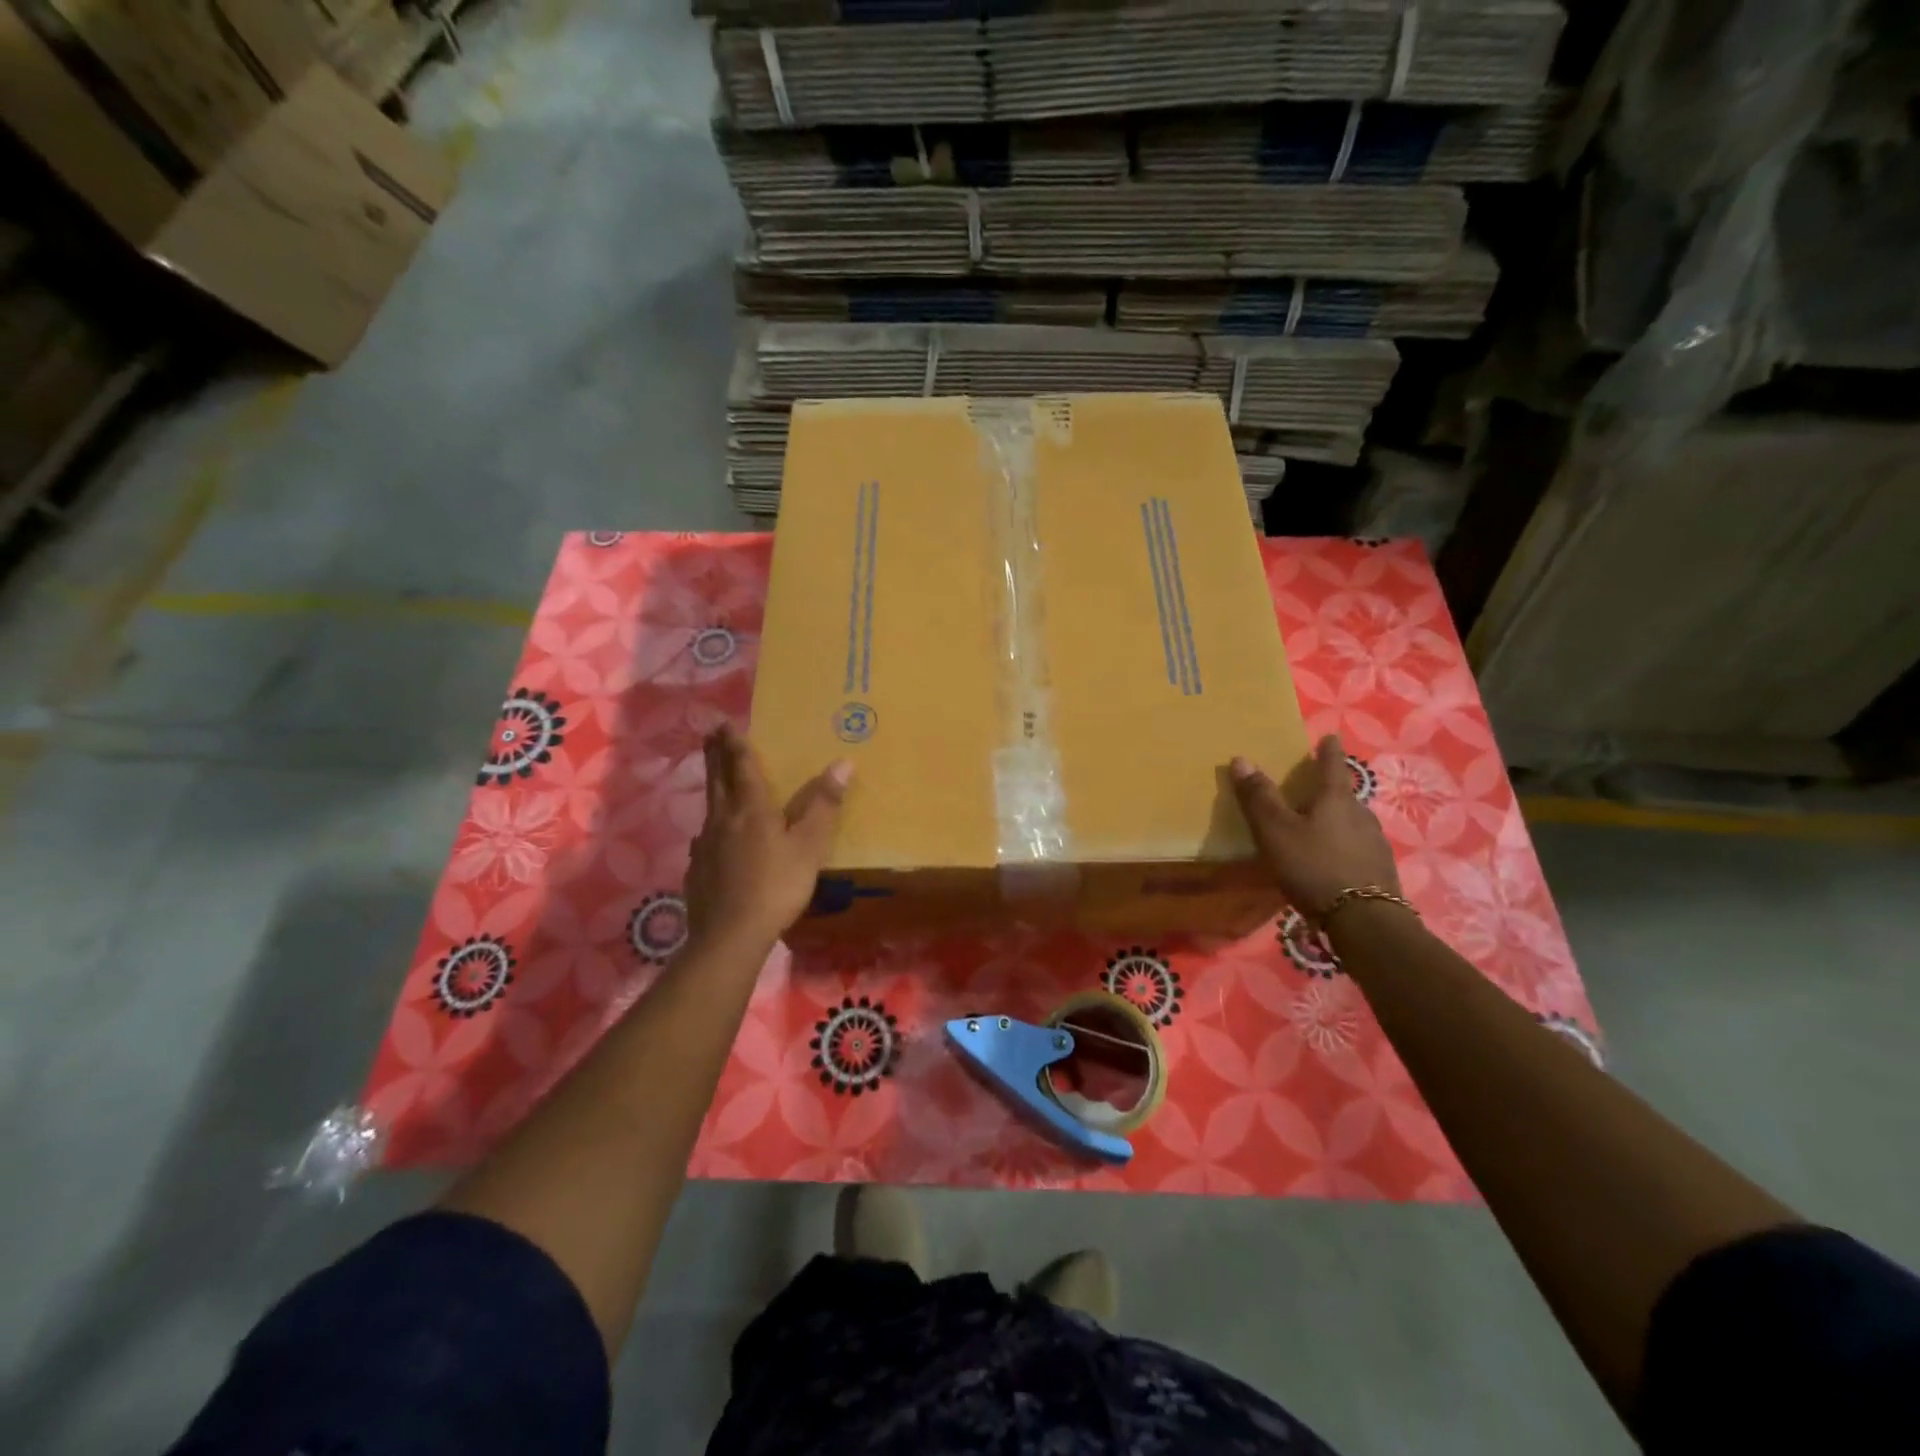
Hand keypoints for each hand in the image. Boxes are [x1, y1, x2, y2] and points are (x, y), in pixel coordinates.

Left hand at [685, 725, 851, 951]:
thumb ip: (824, 805)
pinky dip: (711, 826)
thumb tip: (843, 762)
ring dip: (713, 786)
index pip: (742, 767)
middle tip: (710, 734)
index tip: (725, 723)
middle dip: (715, 754)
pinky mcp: (697, 870)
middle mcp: (723, 820)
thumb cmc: (776, 886)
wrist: (730, 935)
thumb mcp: (810, 846)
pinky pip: (705, 838)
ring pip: (709, 807)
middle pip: (718, 780)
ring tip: (715, 779)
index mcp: (751, 810)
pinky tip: (713, 837)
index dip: (736, 744)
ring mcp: (705, 846)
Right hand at [1230, 734, 1400, 918]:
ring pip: (1351, 821)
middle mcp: (1360, 814)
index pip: (1333, 764)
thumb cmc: (1314, 866)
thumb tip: (1241, 758)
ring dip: (1335, 819)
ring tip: (1316, 827)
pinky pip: (1356, 846)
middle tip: (1309, 789)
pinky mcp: (1379, 869)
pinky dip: (1341, 845)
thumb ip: (1259, 798)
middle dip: (1327, 789)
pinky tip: (1330, 860)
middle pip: (1343, 794)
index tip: (1329, 736)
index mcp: (1336, 799)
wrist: (1365, 920)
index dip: (1328, 750)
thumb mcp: (1276, 831)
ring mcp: (1375, 842)